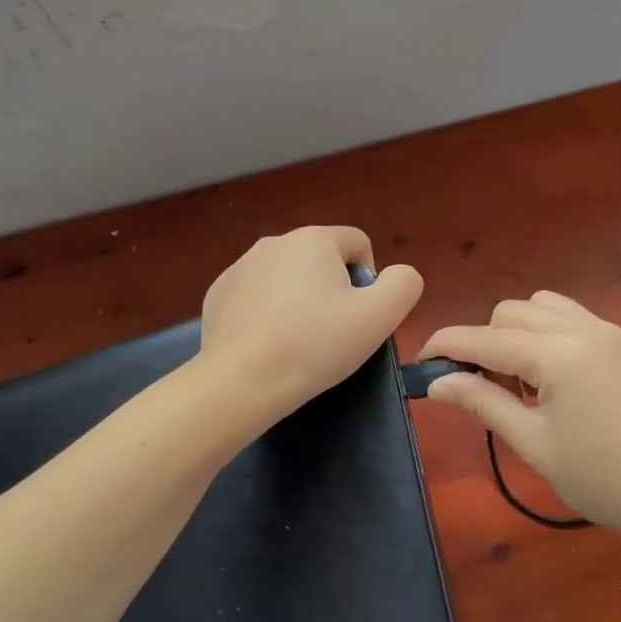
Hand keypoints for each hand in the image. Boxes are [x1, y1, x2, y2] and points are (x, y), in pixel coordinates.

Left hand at [200, 226, 423, 429]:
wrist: (240, 382)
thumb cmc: (315, 345)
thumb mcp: (379, 317)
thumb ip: (403, 285)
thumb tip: (396, 275)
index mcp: (313, 239)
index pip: (358, 244)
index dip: (369, 281)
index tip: (360, 318)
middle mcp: (273, 242)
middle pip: (322, 261)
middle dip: (333, 291)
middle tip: (332, 335)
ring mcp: (239, 267)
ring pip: (287, 279)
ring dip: (300, 302)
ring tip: (298, 344)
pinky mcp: (217, 295)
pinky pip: (256, 297)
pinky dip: (267, 315)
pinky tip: (267, 346)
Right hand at [420, 291, 620, 543]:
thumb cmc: (605, 479)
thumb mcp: (535, 444)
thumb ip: (483, 403)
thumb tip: (437, 382)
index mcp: (557, 354)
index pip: (484, 338)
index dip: (446, 346)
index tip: (420, 361)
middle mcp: (582, 328)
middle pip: (510, 312)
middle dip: (484, 341)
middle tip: (481, 389)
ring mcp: (609, 331)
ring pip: (542, 306)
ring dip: (516, 332)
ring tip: (521, 382)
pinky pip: (572, 318)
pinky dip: (547, 333)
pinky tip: (554, 378)